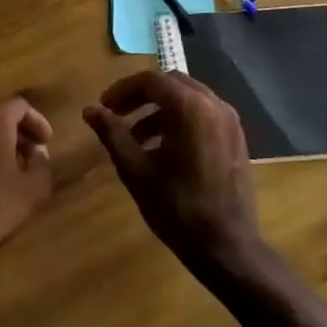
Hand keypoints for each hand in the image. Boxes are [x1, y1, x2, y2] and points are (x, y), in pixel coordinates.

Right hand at [84, 71, 263, 273]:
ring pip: (188, 98)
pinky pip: (203, 114)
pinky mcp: (236, 138)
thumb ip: (112, 133)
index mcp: (190, 108)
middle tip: (117, 115)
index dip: (122, 90)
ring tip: (135, 137)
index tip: (104, 107)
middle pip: (171, 83)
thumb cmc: (176, 207)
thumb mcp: (135, 169)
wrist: (226, 245)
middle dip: (141, 96)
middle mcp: (214, 105)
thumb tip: (90, 110)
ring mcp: (230, 121)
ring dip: (159, 109)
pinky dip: (179, 120)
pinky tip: (162, 148)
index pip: (150, 81)